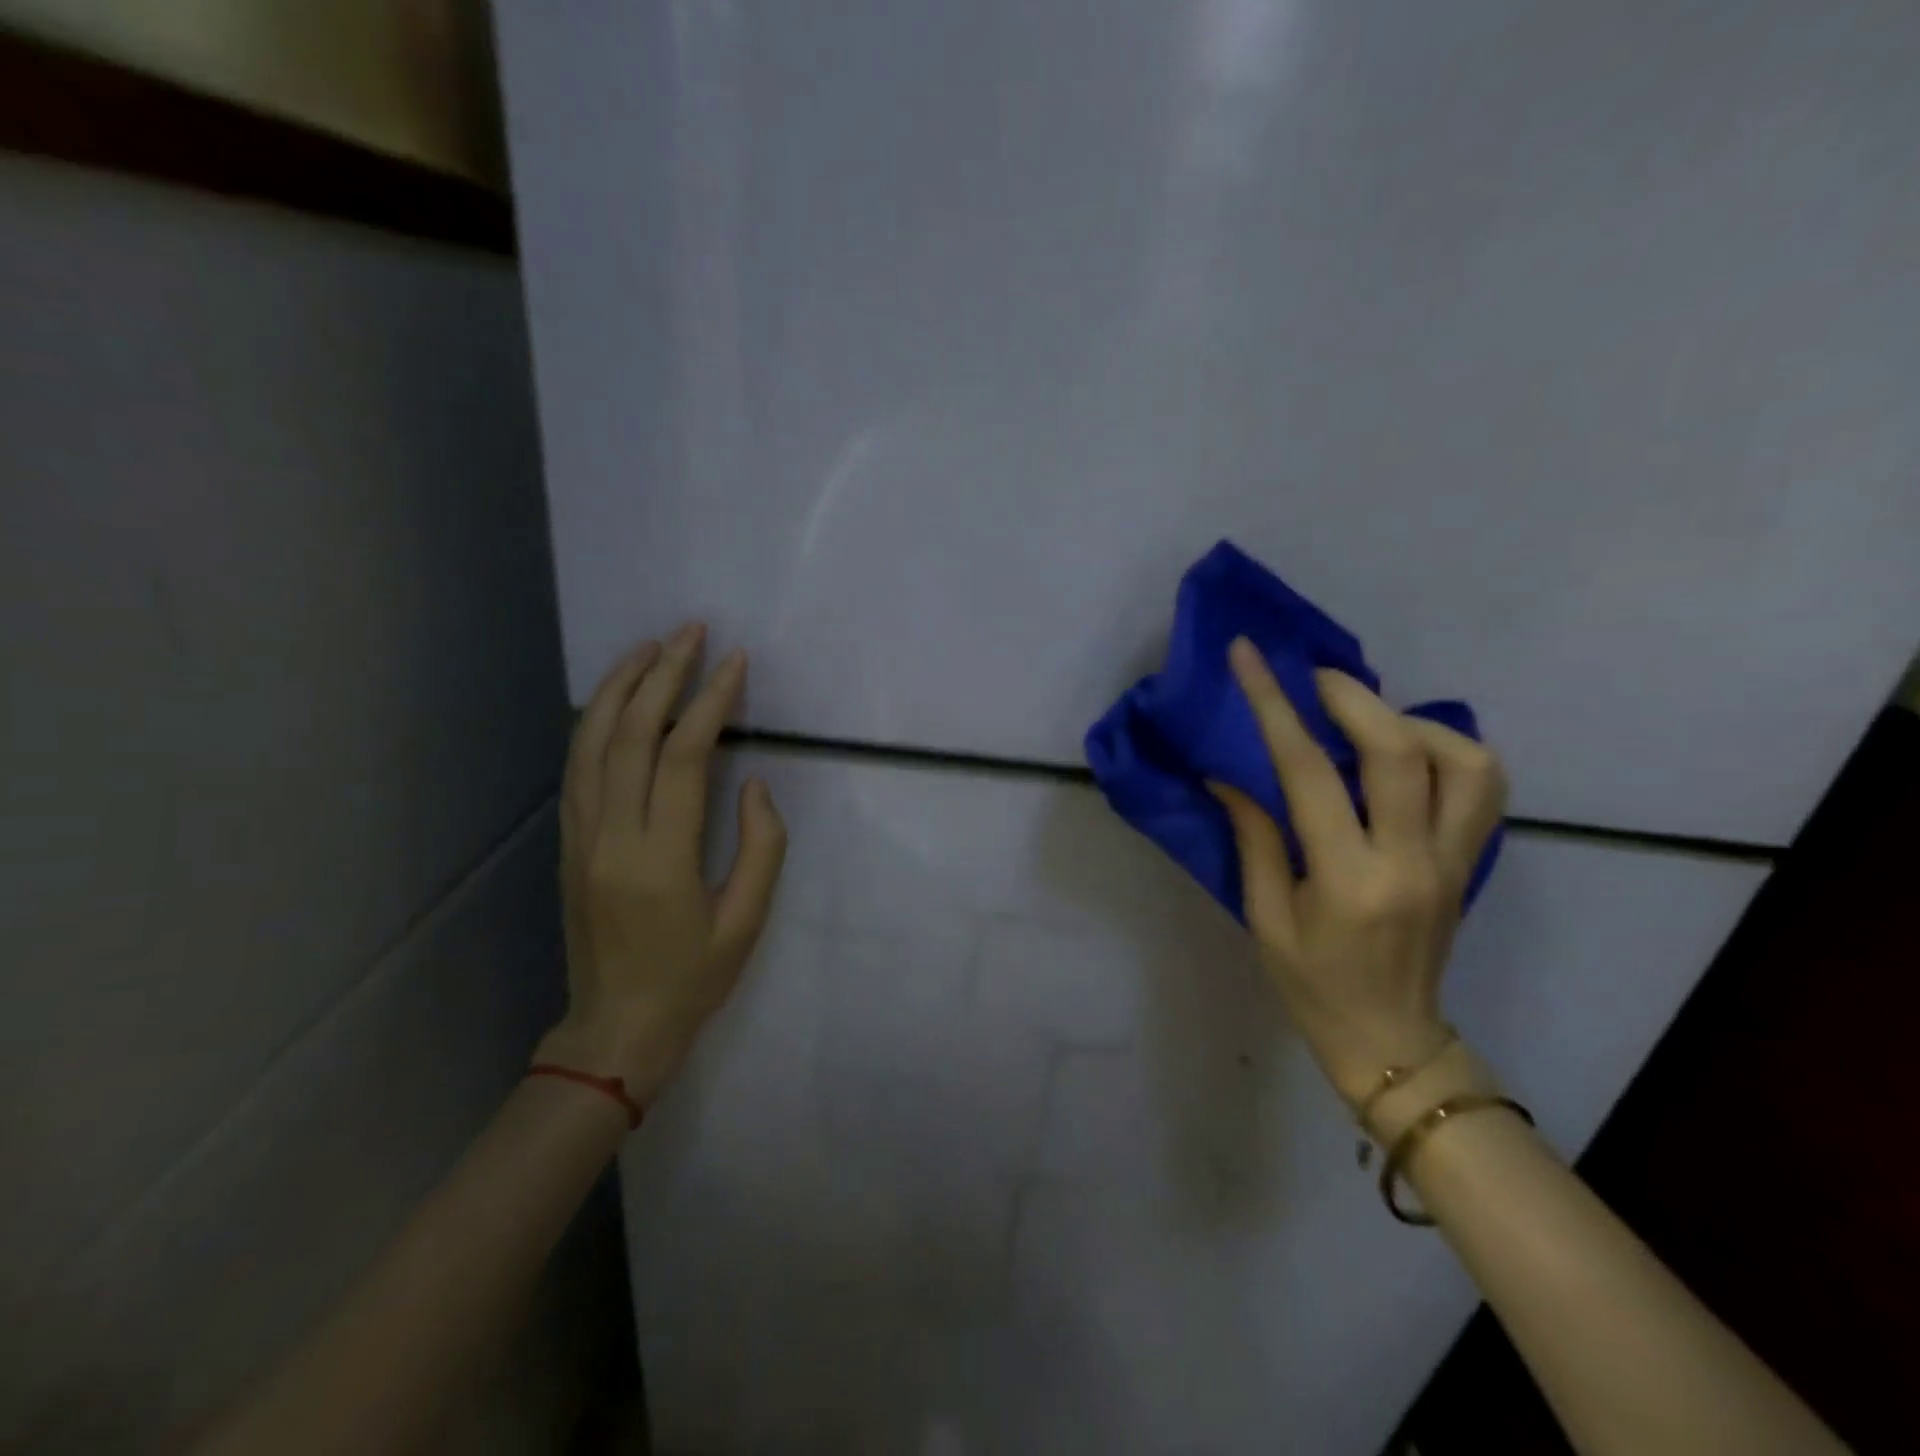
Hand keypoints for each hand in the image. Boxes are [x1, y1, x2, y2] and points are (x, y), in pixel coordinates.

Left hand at [536, 623, 786, 1104]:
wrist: (615, 1028)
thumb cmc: (692, 979)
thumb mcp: (746, 921)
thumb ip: (762, 846)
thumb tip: (754, 784)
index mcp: (661, 858)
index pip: (685, 757)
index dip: (711, 702)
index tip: (735, 662)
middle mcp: (611, 836)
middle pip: (631, 735)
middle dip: (663, 675)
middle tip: (691, 631)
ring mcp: (581, 837)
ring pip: (591, 742)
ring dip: (620, 687)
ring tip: (650, 647)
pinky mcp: (569, 842)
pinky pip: (578, 767)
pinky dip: (596, 722)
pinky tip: (616, 699)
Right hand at [1213, 637, 1505, 1108]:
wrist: (1390, 1039)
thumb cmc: (1310, 984)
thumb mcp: (1263, 916)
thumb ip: (1253, 837)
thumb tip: (1228, 773)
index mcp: (1346, 880)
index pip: (1307, 772)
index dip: (1273, 705)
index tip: (1249, 657)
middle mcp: (1411, 861)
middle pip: (1400, 752)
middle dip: (1352, 697)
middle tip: (1313, 676)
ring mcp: (1453, 861)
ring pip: (1465, 760)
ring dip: (1409, 721)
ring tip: (1364, 718)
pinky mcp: (1470, 862)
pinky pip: (1482, 785)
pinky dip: (1448, 749)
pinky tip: (1406, 750)